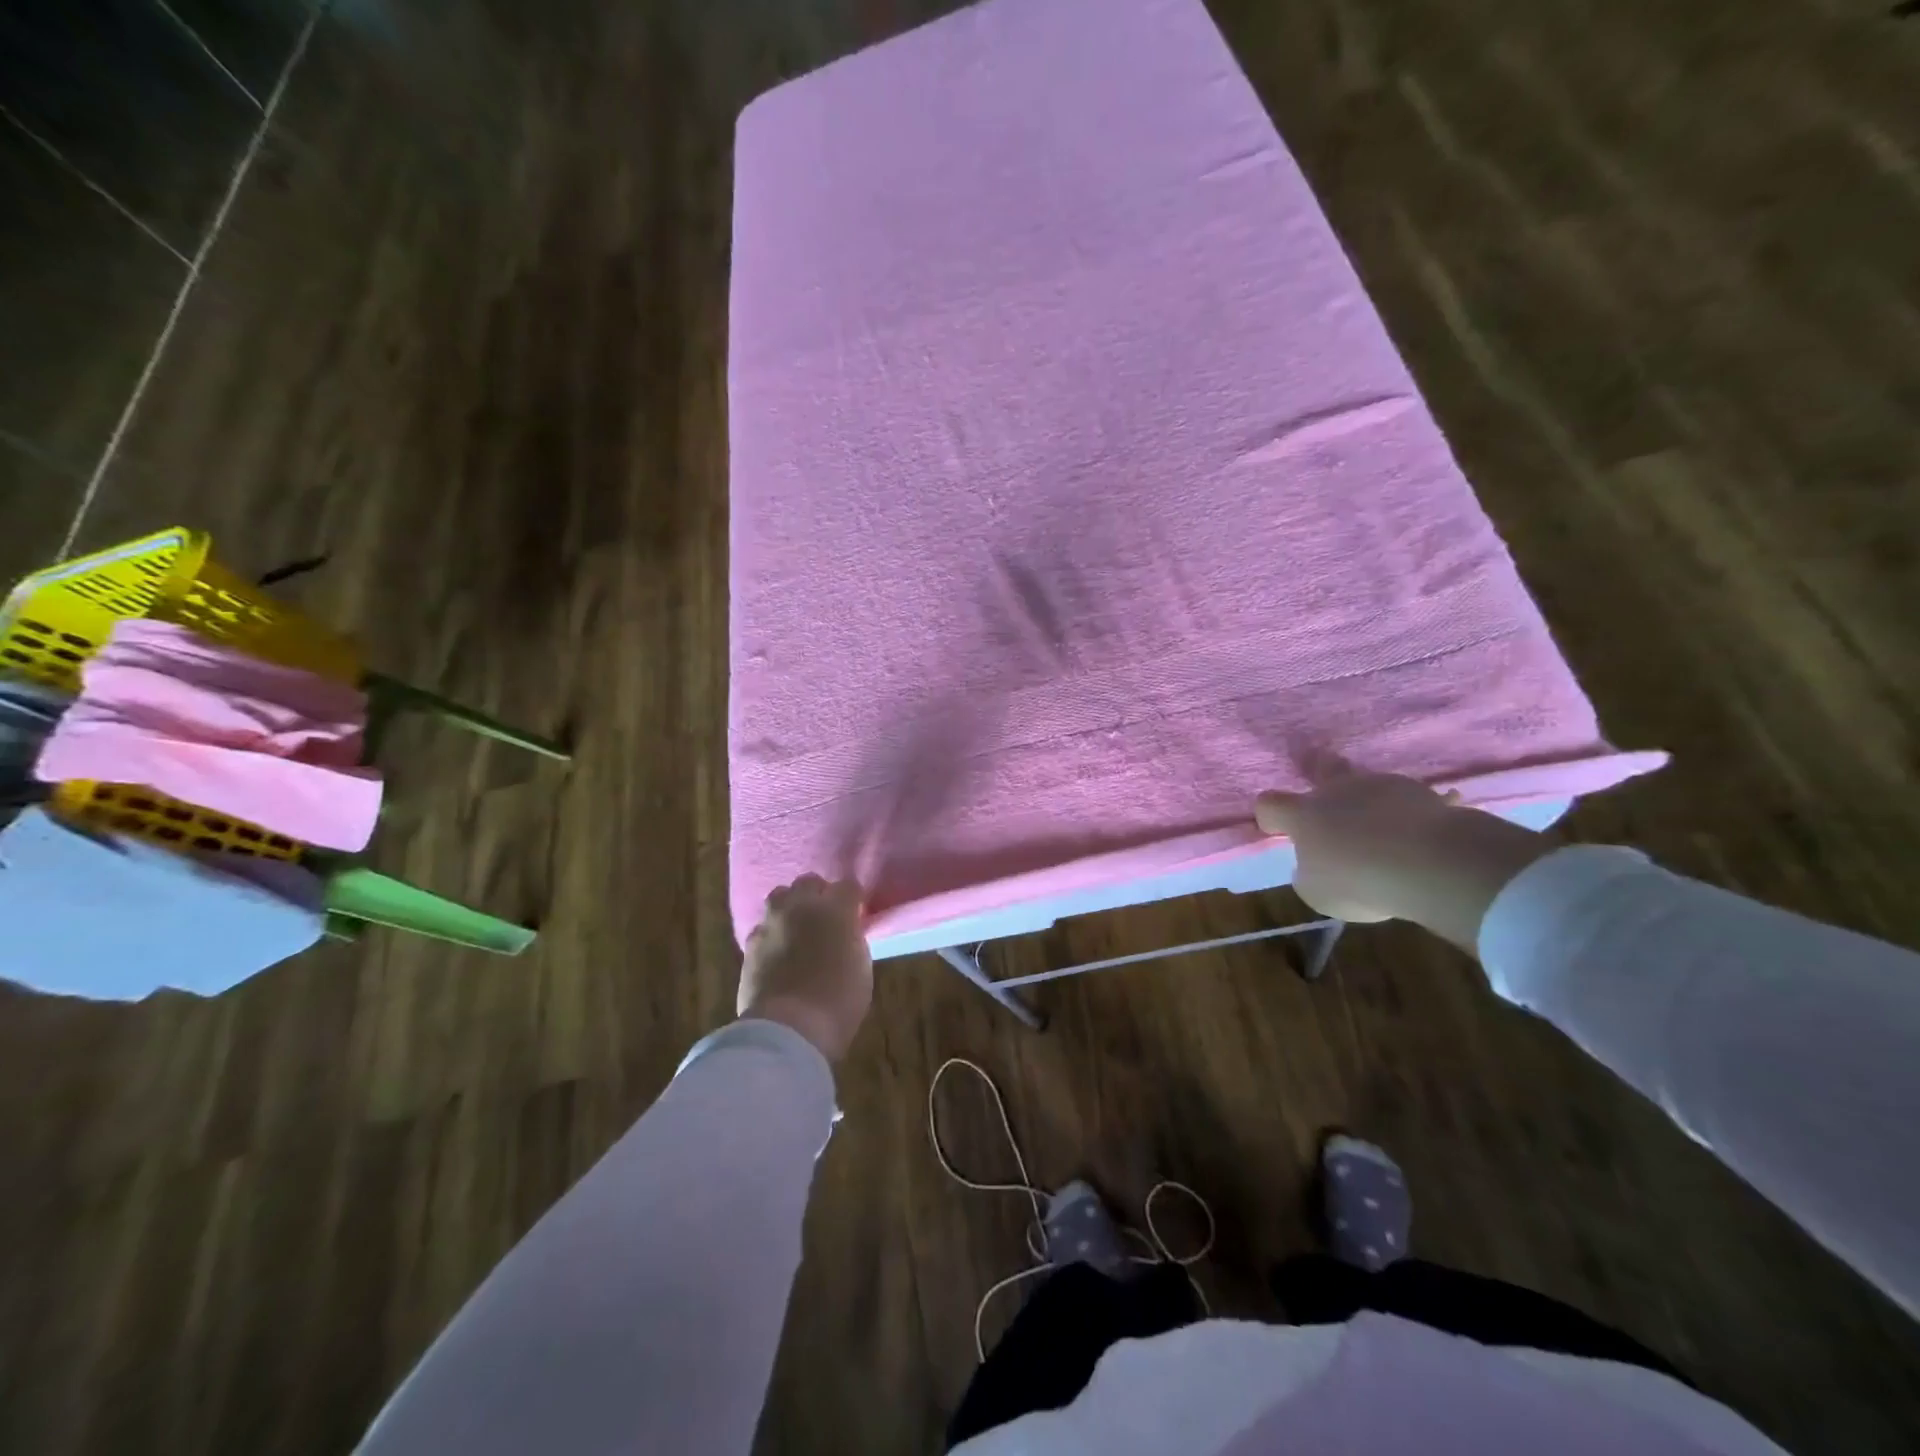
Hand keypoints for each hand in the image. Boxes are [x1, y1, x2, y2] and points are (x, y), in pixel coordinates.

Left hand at [738, 874, 872, 1061]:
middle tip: (825, 915)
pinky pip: (762, 927)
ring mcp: (772, 923)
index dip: (853, 898)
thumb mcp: (861, 967)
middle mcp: (801, 907)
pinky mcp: (750, 944)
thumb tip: (844, 934)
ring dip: (790, 906)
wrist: (789, 1028)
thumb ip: (852, 940)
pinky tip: (776, 950)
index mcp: (836, 910)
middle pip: (808, 881)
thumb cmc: (838, 1001)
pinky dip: (771, 934)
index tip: (857, 912)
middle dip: (818, 893)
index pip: (848, 886)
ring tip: (796, 926)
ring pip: (779, 896)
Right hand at [1254, 775, 1551, 948]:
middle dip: (1315, 766)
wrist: (1430, 864)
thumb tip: (1315, 865)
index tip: (1275, 829)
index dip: (1269, 815)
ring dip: (1367, 797)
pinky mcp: (1420, 793)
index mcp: (1304, 814)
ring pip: (1367, 783)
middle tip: (1312, 760)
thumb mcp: (1317, 892)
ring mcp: (1380, 786)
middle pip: (1321, 768)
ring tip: (1380, 818)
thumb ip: (1309, 874)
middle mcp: (1337, 791)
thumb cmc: (1358, 881)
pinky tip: (1423, 823)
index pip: (1270, 804)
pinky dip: (1411, 810)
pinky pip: (1411, 800)